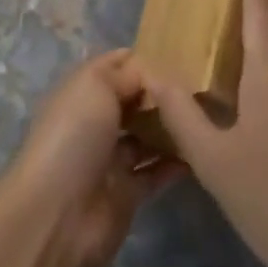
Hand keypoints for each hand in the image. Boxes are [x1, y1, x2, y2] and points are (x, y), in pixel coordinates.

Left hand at [0, 50, 184, 266]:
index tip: (183, 51)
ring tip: (208, 113)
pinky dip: (176, 163)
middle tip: (203, 84)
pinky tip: (202, 150)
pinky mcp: (127, 193)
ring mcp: (110, 159)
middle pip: (134, 101)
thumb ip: (127, 73)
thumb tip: (153, 70)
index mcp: (82, 92)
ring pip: (147, 137)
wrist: (58, 214)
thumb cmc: (75, 135)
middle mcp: (94, 122)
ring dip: (171, 127)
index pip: (116, 66)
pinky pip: (156, 172)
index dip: (144, 58)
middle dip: (162, 93)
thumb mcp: (97, 86)